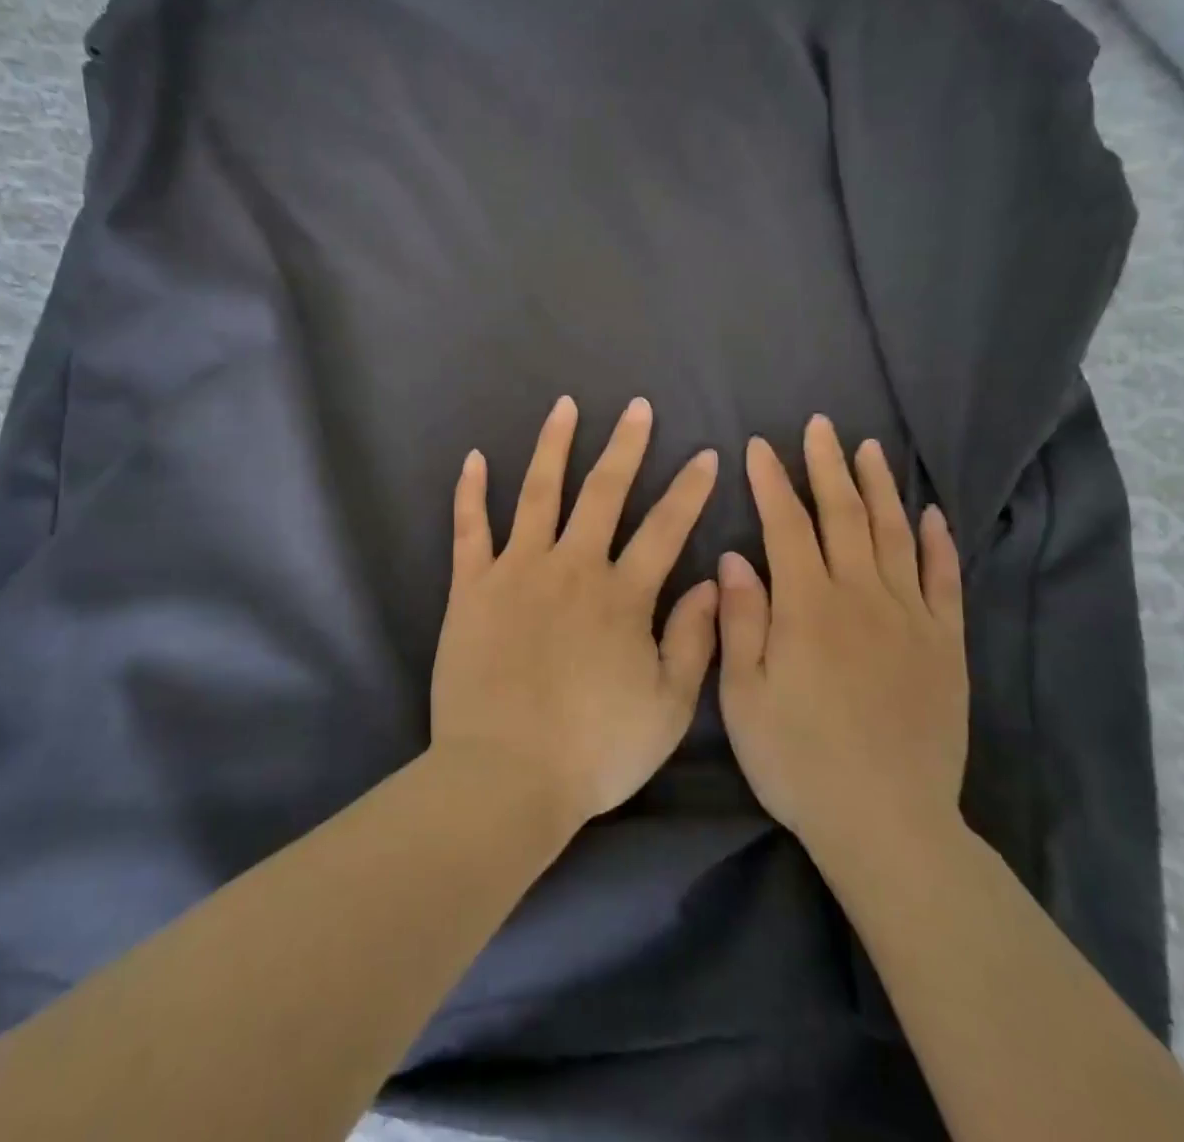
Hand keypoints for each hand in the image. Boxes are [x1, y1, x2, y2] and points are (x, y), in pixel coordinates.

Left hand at [430, 395, 720, 827]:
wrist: (506, 776)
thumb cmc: (594, 751)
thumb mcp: (668, 707)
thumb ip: (695, 640)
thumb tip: (714, 581)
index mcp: (622, 595)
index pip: (665, 528)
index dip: (689, 490)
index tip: (705, 454)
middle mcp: (572, 567)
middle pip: (604, 492)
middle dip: (625, 446)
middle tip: (637, 407)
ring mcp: (517, 571)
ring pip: (539, 493)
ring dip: (553, 446)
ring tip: (564, 407)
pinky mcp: (471, 587)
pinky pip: (470, 528)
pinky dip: (470, 492)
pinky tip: (473, 458)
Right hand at [717, 416, 967, 856]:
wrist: (887, 822)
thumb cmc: (798, 760)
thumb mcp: (743, 696)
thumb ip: (740, 620)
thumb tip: (734, 557)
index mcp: (807, 606)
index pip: (786, 525)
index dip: (771, 481)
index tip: (760, 446)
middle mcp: (861, 597)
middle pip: (844, 516)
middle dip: (827, 466)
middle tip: (821, 425)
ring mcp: (910, 618)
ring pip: (895, 535)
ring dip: (880, 488)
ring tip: (870, 449)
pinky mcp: (945, 645)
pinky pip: (944, 581)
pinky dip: (938, 543)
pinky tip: (932, 514)